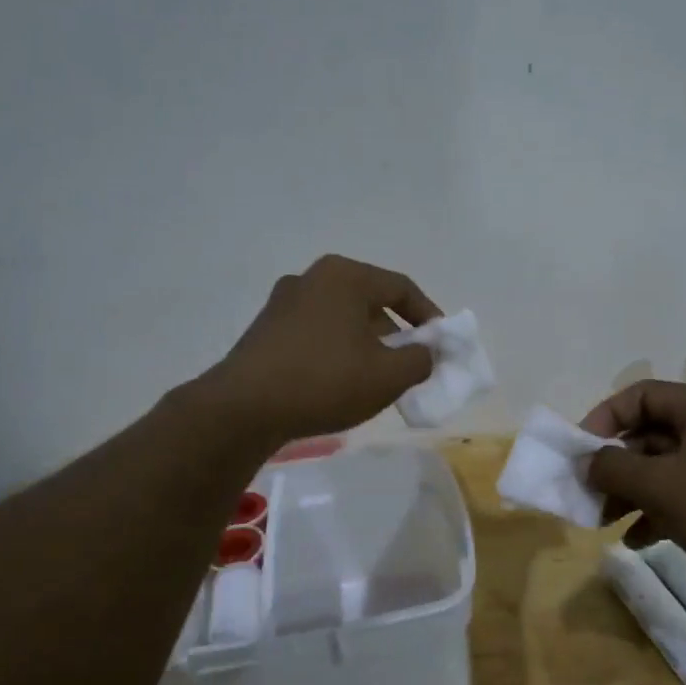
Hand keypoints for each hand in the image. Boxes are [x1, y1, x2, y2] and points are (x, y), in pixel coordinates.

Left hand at [208, 254, 443, 442]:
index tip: (441, 344)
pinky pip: (316, 332)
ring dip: (365, 343)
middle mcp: (312, 277)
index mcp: (345, 276)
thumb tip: (427, 352)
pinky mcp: (265, 328)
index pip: (401, 287)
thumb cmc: (325, 382)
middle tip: (409, 362)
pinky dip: (336, 350)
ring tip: (375, 377)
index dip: (429, 315)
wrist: (244, 408)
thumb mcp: (388, 376)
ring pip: (341, 317)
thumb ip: (420, 359)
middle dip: (396, 332)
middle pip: (369, 300)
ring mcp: (283, 301)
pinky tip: (338, 381)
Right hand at [580, 380, 685, 604]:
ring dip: (631, 492)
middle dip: (614, 464)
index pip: (640, 395)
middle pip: (650, 433)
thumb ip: (613, 467)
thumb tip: (587, 462)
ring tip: (604, 521)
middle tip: (588, 492)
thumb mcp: (660, 486)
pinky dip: (657, 513)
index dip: (603, 419)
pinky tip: (637, 540)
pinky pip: (684, 495)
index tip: (578, 452)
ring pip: (664, 468)